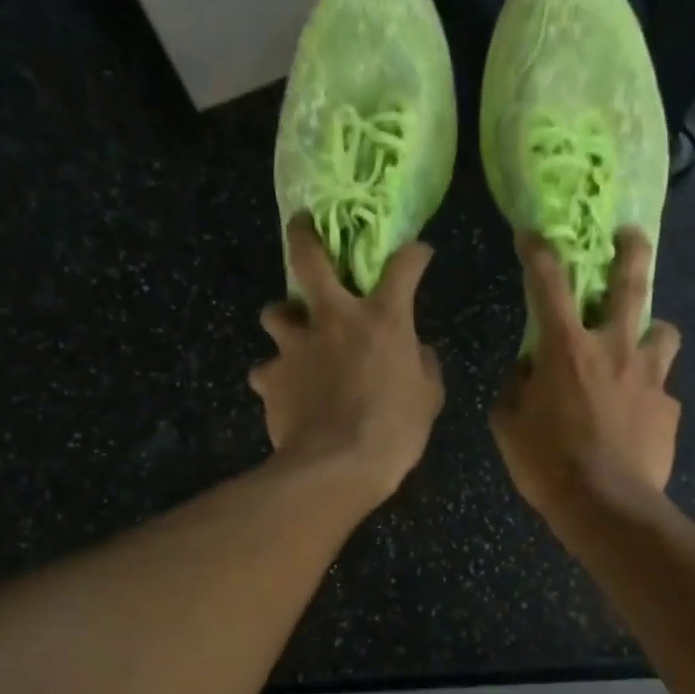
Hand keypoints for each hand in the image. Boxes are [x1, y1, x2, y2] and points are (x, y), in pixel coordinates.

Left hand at [251, 217, 445, 505]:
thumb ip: (422, 365)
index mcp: (381, 320)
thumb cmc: (394, 432)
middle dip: (304, 236)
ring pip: (274, 313)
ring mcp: (295, 346)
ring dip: (285, 319)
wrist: (337, 467)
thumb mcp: (428, 399)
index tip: (418, 254)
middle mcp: (333, 319)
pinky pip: (267, 371)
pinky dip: (276, 378)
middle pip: (309, 259)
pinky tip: (286, 394)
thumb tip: (415, 351)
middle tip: (301, 226)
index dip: (413, 255)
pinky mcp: (270, 377)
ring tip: (293, 337)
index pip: (403, 268)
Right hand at [490, 228, 679, 518]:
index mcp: (567, 349)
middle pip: (631, 285)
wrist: (606, 505)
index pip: (548, 284)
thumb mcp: (509, 426)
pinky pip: (661, 391)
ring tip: (643, 346)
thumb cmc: (547, 464)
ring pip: (665, 332)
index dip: (538, 253)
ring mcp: (649, 377)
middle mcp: (614, 349)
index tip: (532, 234)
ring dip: (653, 332)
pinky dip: (649, 396)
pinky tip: (638, 420)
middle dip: (631, 252)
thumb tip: (527, 372)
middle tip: (632, 236)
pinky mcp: (668, 409)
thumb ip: (515, 389)